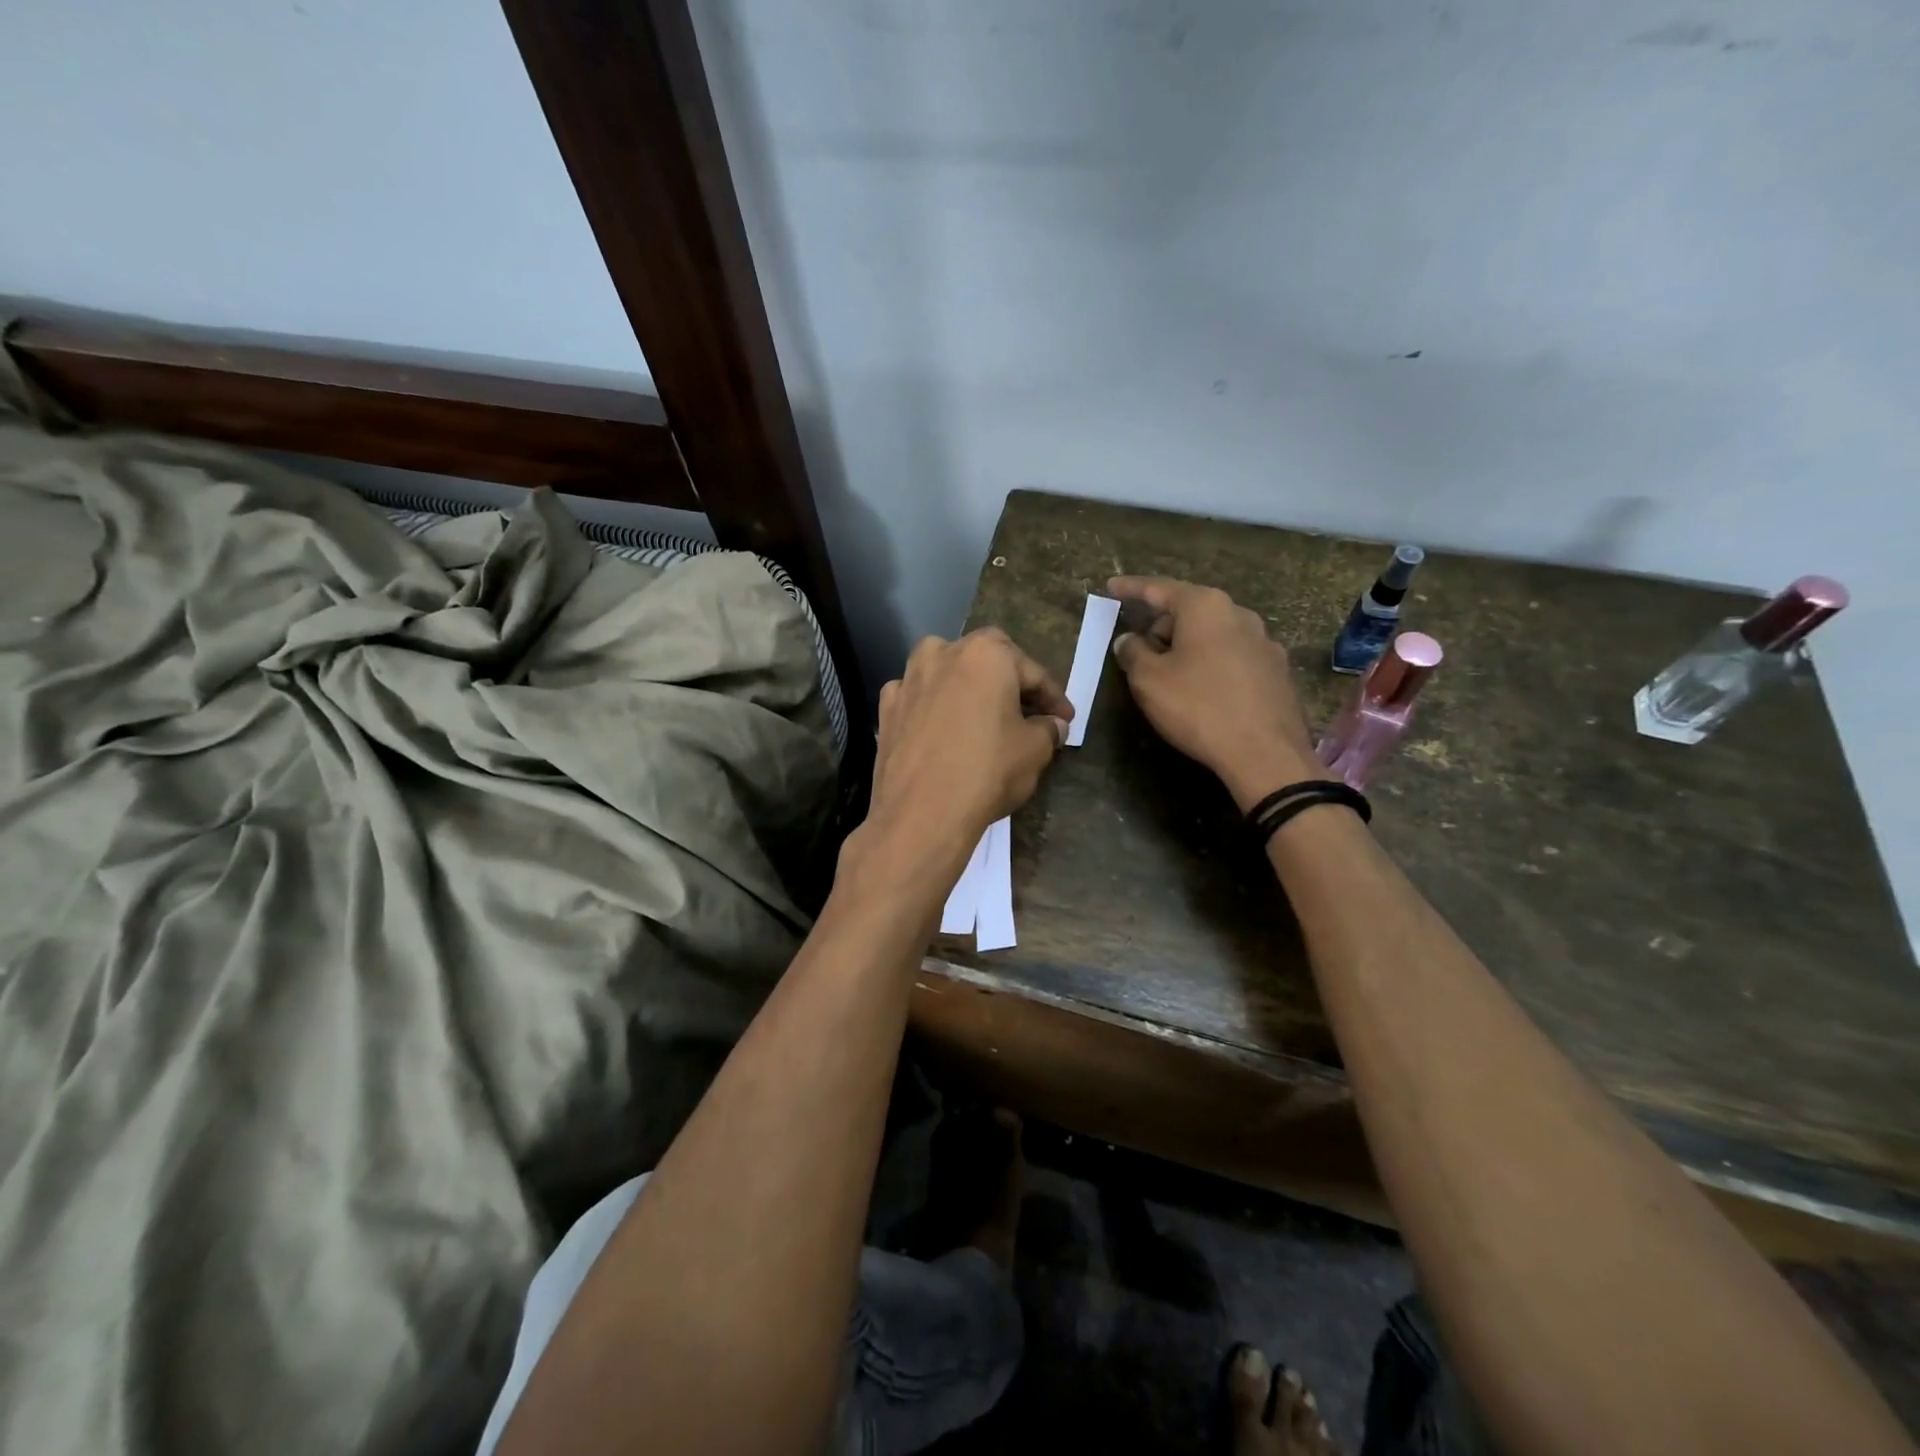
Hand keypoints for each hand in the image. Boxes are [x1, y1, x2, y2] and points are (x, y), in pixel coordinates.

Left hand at [857, 629, 1072, 894]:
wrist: (920, 815)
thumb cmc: (987, 772)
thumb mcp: (1035, 751)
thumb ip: (1048, 729)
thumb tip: (1053, 724)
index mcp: (985, 654)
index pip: (1031, 671)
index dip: (1053, 697)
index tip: (1065, 719)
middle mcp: (942, 653)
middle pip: (985, 661)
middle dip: (1009, 683)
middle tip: (1028, 713)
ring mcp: (908, 679)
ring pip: (947, 673)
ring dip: (968, 689)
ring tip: (984, 717)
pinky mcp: (886, 709)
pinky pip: (919, 699)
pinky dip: (934, 708)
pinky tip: (944, 730)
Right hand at [1107, 576, 1316, 810]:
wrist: (1265, 753)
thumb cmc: (1199, 708)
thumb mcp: (1149, 681)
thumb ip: (1132, 653)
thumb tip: (1129, 640)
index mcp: (1205, 607)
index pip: (1159, 588)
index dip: (1131, 588)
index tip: (1111, 586)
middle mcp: (1239, 614)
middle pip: (1189, 610)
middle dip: (1161, 625)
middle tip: (1139, 652)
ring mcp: (1264, 642)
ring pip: (1213, 634)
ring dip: (1187, 646)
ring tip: (1170, 676)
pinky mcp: (1276, 671)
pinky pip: (1232, 656)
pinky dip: (1211, 663)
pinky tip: (1204, 692)